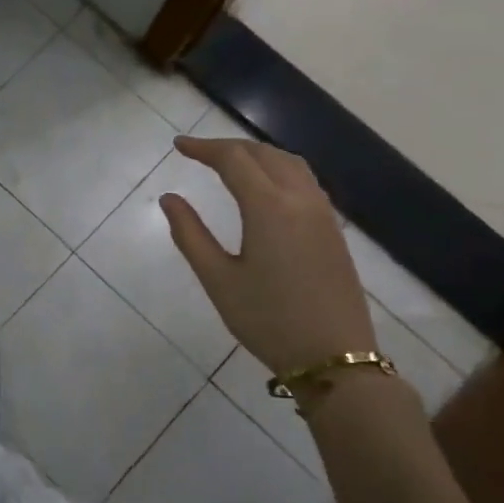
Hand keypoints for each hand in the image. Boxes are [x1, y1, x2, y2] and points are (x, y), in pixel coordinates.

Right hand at [159, 136, 376, 376]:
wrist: (333, 356)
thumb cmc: (267, 320)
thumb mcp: (218, 279)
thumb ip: (190, 234)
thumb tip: (169, 198)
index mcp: (269, 208)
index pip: (234, 160)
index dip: (203, 148)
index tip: (178, 147)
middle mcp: (300, 199)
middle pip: (263, 154)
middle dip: (228, 147)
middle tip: (197, 153)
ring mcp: (322, 213)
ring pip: (289, 163)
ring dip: (256, 154)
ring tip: (229, 162)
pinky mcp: (333, 229)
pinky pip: (304, 180)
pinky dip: (278, 169)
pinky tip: (264, 187)